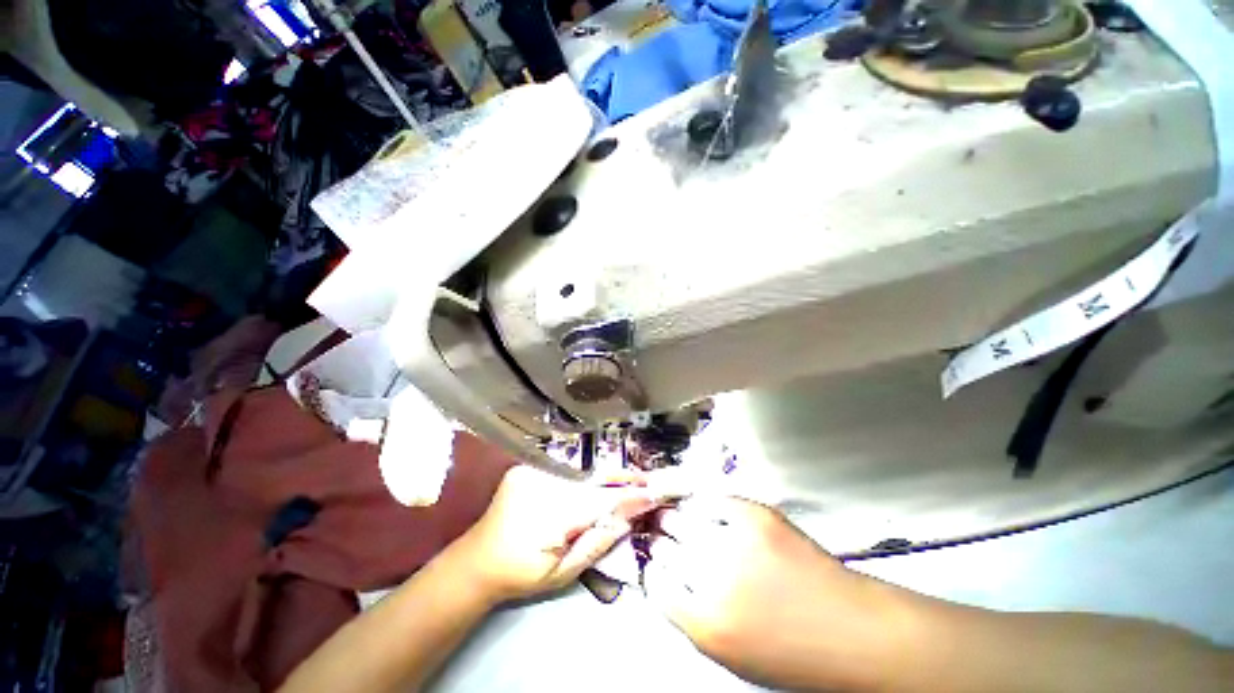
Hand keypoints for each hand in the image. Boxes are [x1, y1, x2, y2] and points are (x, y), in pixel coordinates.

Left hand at [456, 465, 654, 602]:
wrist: (477, 560)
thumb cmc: (522, 573)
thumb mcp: (563, 572)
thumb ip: (598, 541)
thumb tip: (629, 516)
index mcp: (551, 513)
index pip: (601, 500)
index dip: (629, 496)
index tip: (654, 492)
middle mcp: (542, 482)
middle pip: (594, 478)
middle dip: (622, 479)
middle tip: (646, 481)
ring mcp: (533, 469)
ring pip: (582, 470)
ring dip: (605, 474)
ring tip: (629, 479)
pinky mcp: (528, 465)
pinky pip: (565, 466)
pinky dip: (585, 472)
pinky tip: (598, 476)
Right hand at [643, 497, 899, 690]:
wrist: (855, 633)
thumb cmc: (794, 654)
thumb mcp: (733, 656)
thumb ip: (693, 617)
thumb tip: (666, 579)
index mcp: (706, 625)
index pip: (655, 584)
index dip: (652, 570)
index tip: (653, 561)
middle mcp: (714, 580)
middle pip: (666, 547)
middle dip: (659, 540)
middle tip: (658, 533)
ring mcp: (736, 542)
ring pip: (683, 519)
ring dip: (674, 518)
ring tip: (672, 516)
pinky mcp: (756, 516)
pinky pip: (712, 501)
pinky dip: (702, 504)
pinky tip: (701, 508)